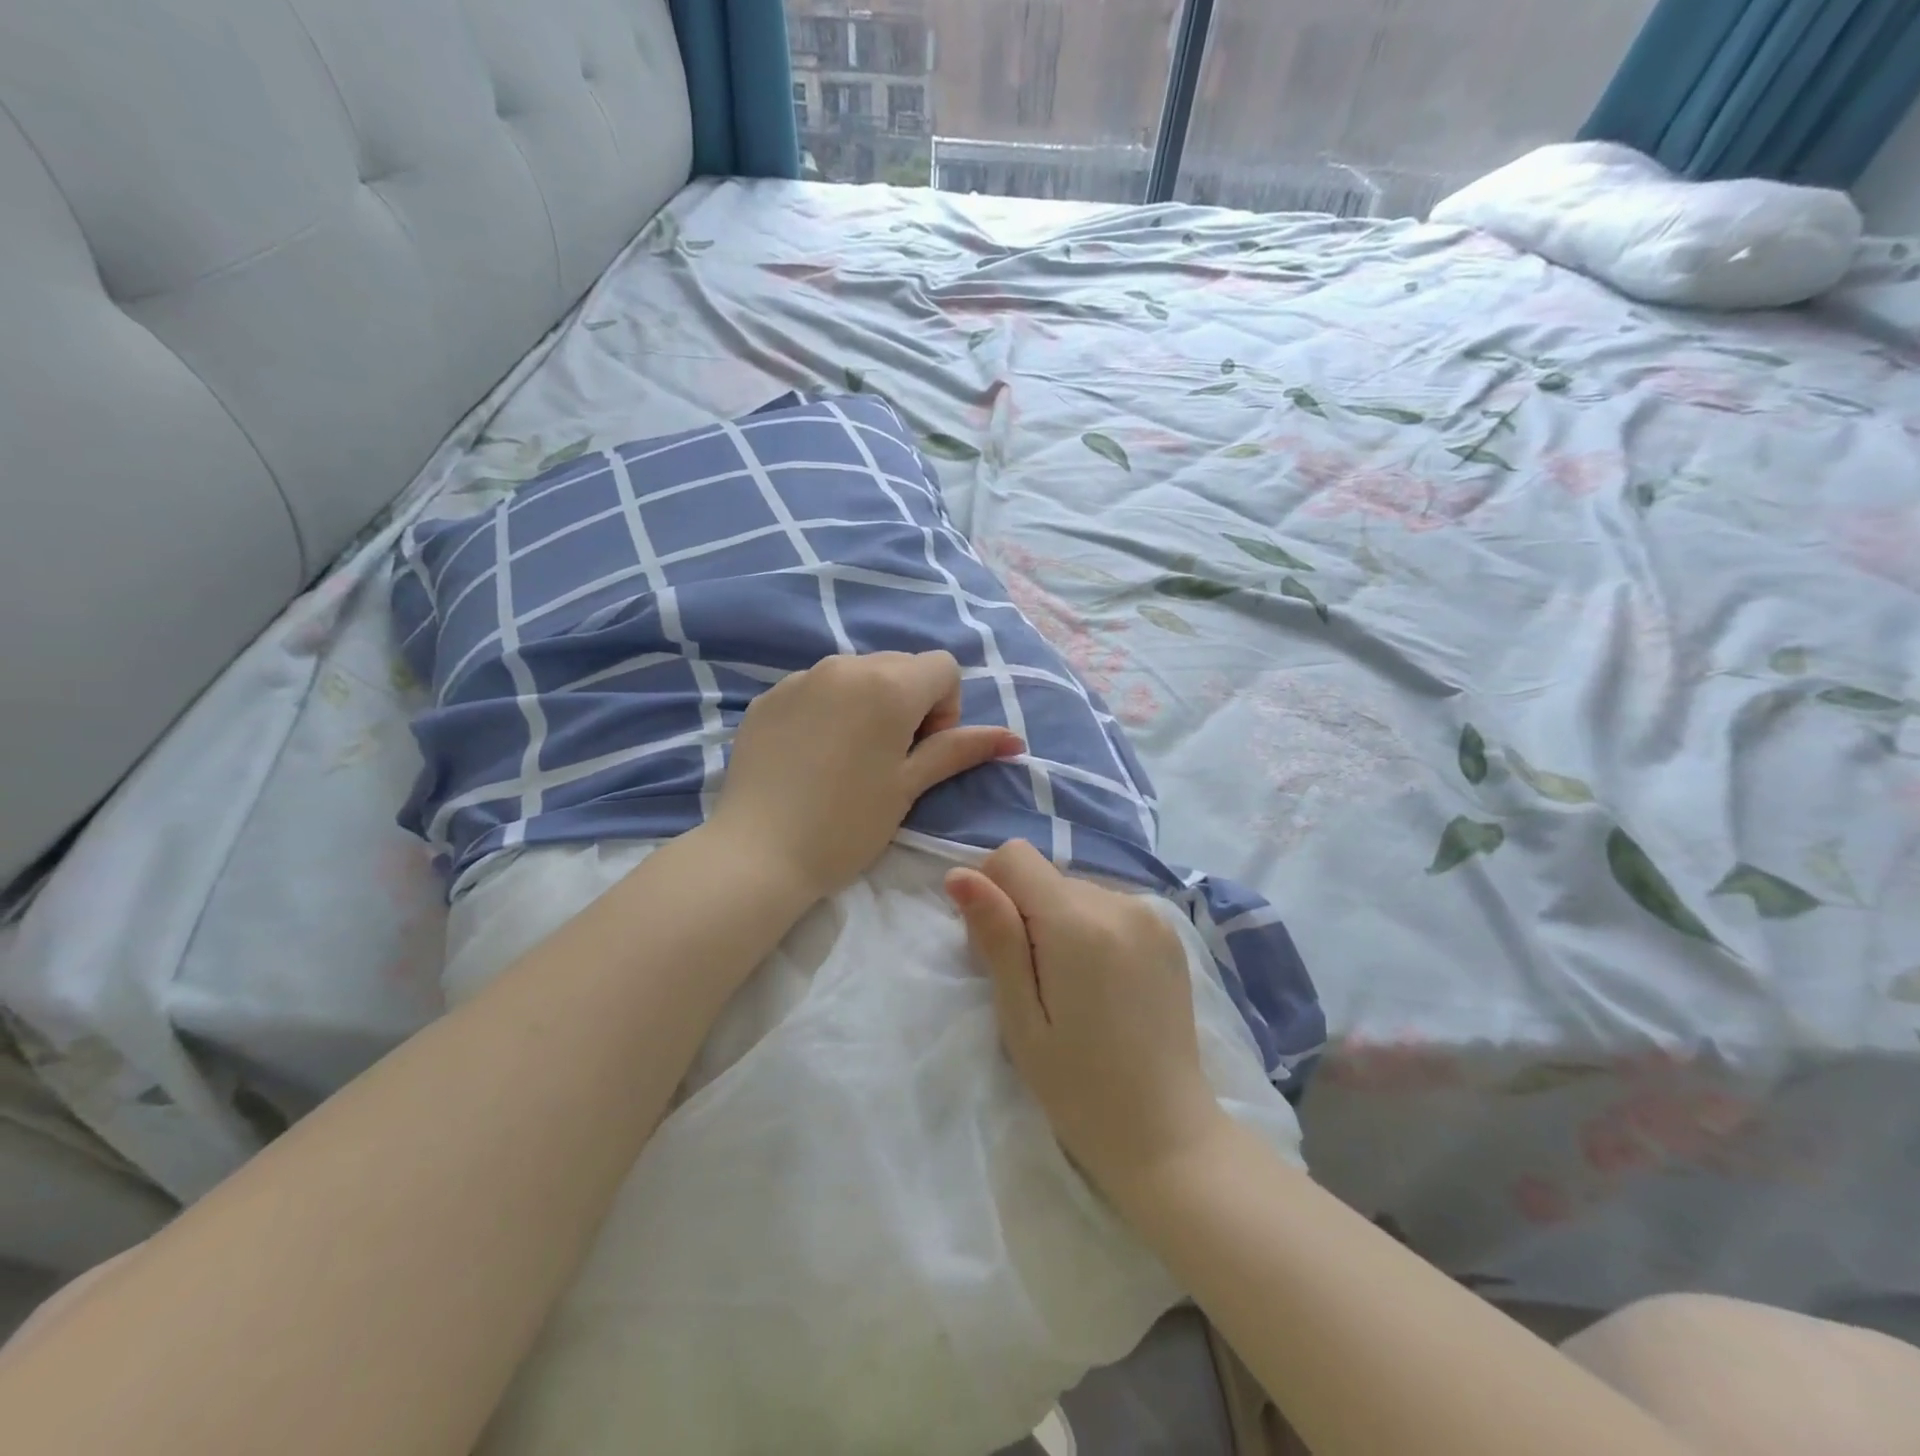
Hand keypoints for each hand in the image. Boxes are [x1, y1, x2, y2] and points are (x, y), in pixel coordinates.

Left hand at [712, 651, 1022, 901]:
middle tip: (888, 760)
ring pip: (857, 675)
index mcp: (888, 684)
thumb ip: (959, 750)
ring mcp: (801, 678)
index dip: (945, 709)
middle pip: (900, 666)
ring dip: (868, 705)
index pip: (943, 667)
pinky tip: (811, 759)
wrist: (757, 853)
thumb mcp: (909, 786)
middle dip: (909, 704)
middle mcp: (845, 665)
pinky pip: (816, 689)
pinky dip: (828, 711)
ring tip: (847, 760)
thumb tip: (1013, 739)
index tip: (920, 752)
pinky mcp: (769, 697)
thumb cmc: (847, 824)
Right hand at [945, 840, 1228, 1195]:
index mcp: (1079, 922)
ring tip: (1072, 991)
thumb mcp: (1020, 1017)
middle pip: (1045, 877)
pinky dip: (1091, 930)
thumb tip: (960, 875)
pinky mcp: (1169, 932)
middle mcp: (1119, 902)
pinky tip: (1102, 985)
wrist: (1167, 1134)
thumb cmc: (1078, 1087)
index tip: (996, 948)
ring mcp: (1151, 915)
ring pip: (1075, 891)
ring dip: (1059, 924)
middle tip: (1032, 986)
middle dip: (1025, 915)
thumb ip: (995, 937)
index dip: (991, 891)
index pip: (1014, 857)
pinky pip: (1108, 906)